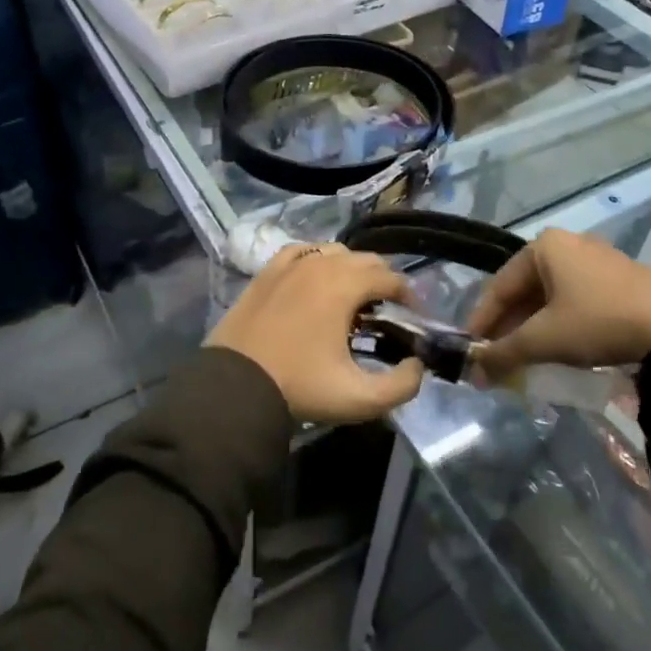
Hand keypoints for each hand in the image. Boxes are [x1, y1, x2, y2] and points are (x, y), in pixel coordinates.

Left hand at [209, 243, 426, 424]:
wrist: (235, 386)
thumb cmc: (299, 387)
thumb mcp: (359, 398)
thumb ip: (402, 385)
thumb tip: (416, 365)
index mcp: (344, 285)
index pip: (389, 277)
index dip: (408, 295)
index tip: (412, 317)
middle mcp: (319, 264)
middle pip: (364, 259)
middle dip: (382, 280)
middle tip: (385, 311)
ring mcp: (288, 264)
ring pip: (333, 252)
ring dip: (350, 269)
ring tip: (352, 299)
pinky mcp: (266, 272)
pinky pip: (300, 253)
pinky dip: (316, 261)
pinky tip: (315, 280)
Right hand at [467, 228, 650, 374]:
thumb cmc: (598, 321)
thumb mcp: (544, 339)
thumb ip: (503, 353)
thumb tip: (474, 371)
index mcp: (544, 247)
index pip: (499, 286)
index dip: (482, 320)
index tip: (471, 349)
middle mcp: (569, 245)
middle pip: (525, 290)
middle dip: (509, 327)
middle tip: (497, 358)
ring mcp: (599, 261)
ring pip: (552, 297)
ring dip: (534, 328)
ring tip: (526, 358)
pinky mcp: (623, 281)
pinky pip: (577, 301)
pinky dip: (562, 325)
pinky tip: (562, 350)